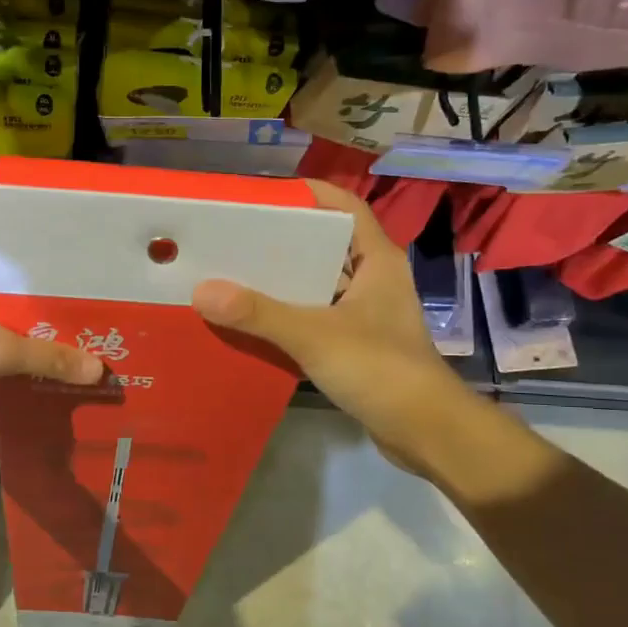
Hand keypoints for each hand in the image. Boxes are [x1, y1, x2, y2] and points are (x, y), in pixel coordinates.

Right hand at [192, 181, 461, 473]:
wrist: (425, 432)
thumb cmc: (380, 369)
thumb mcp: (315, 335)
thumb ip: (260, 313)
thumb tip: (202, 291)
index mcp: (376, 260)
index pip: (344, 208)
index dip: (309, 195)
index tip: (262, 195)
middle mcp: (372, 280)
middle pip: (324, 245)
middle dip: (282, 241)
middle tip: (232, 238)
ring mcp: (365, 314)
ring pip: (318, 285)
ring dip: (282, 282)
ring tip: (232, 275)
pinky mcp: (356, 345)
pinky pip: (315, 318)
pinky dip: (288, 316)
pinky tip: (252, 321)